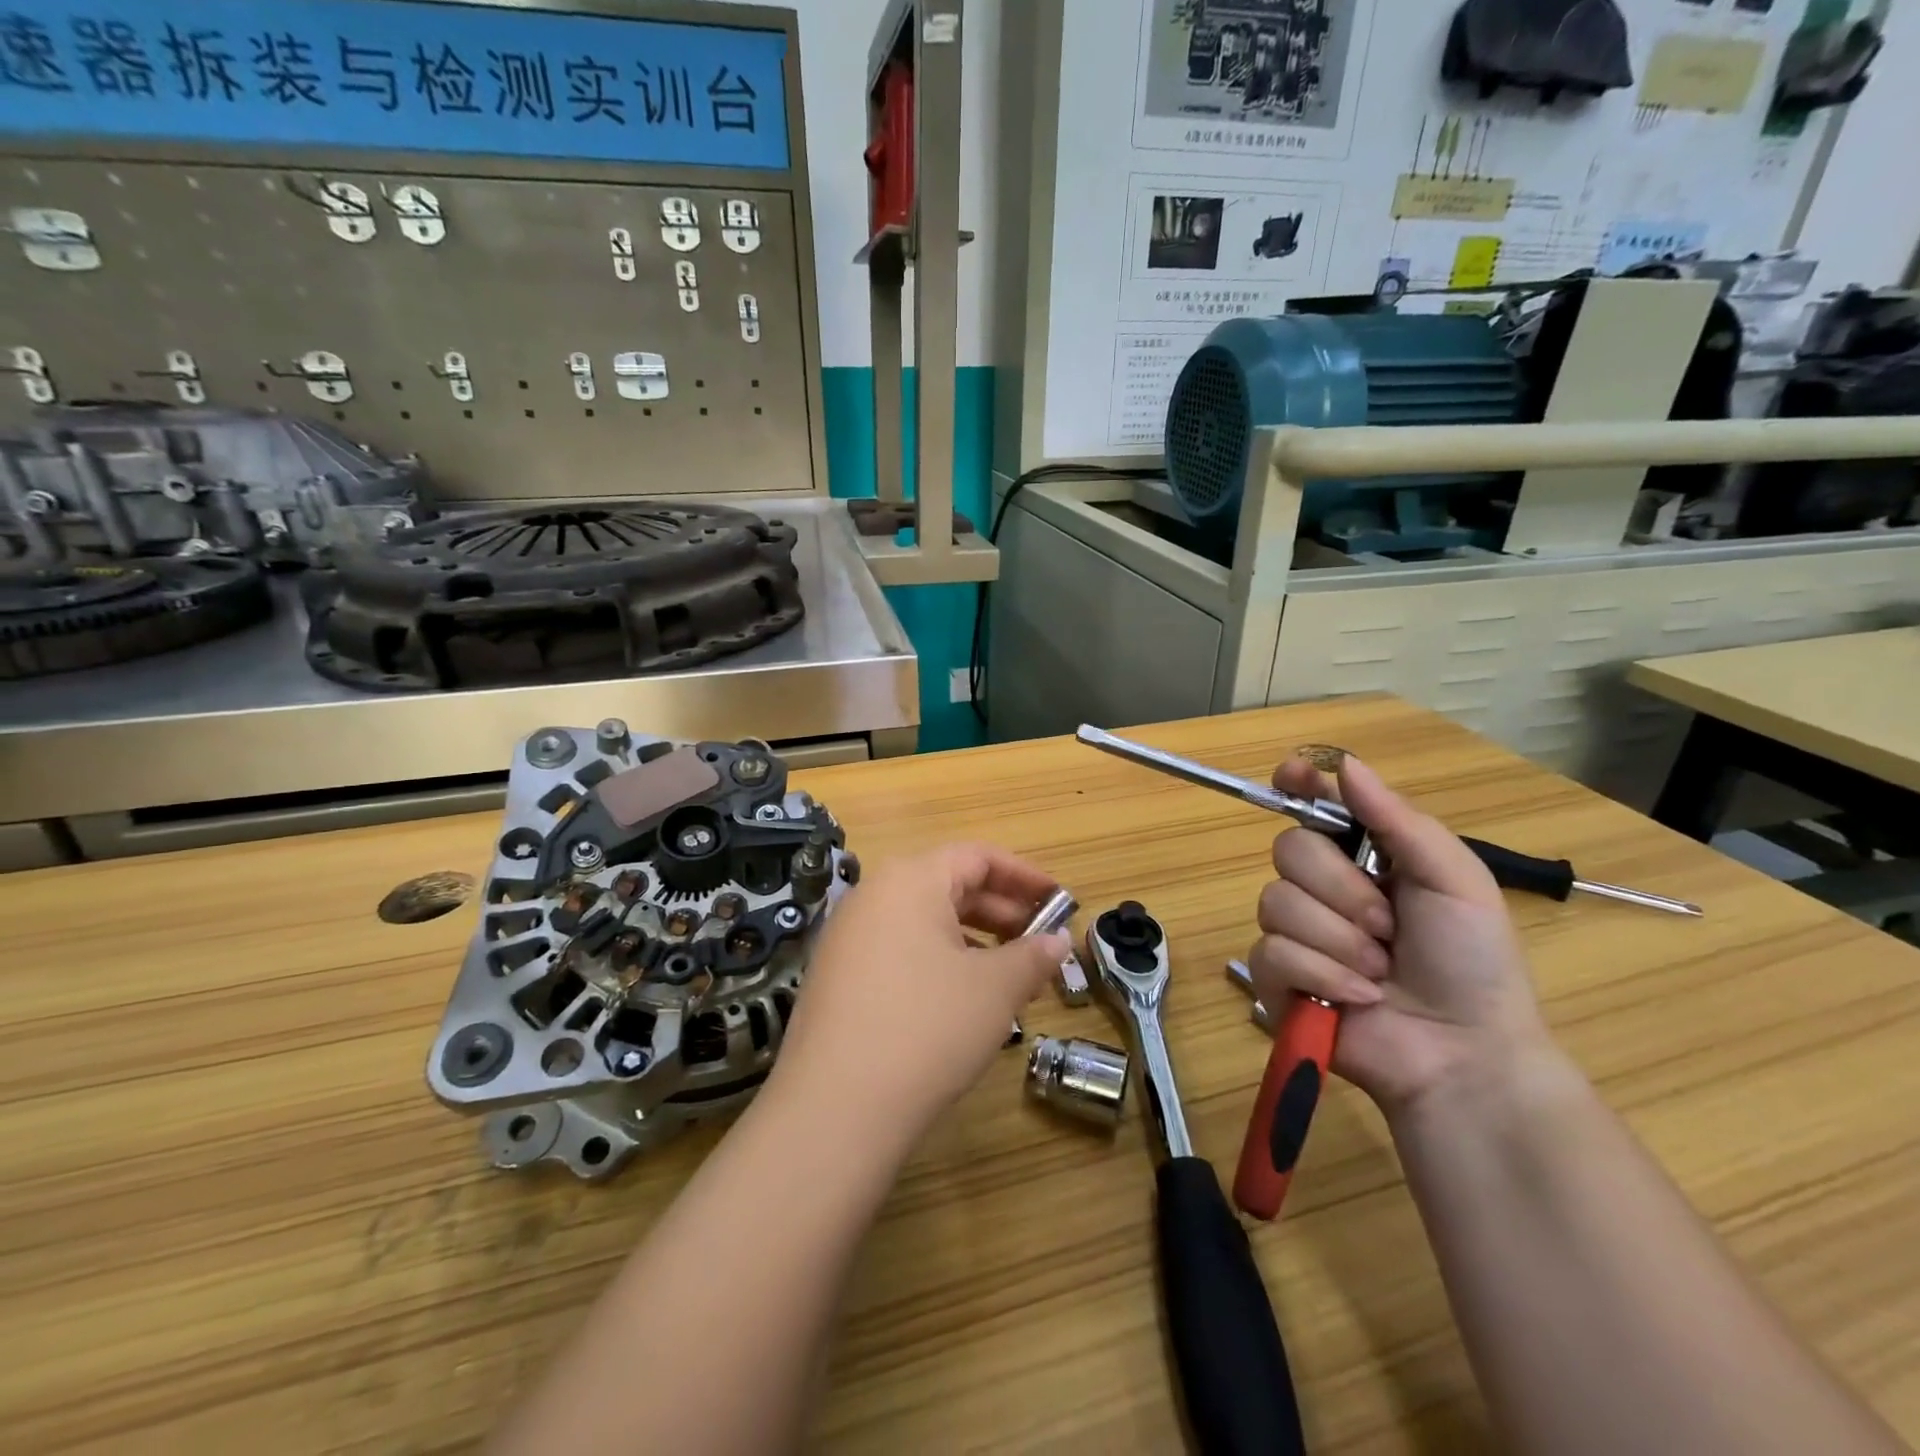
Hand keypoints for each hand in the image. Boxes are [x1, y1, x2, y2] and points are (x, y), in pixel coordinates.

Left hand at [769, 843, 1069, 1146]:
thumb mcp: (994, 990)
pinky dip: (937, 961)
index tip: (1058, 901)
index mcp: (910, 880)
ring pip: (923, 922)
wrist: (834, 1108)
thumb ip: (1033, 956)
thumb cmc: (928, 1028)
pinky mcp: (835, 976)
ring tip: (1007, 975)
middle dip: (1000, 911)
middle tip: (1039, 942)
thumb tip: (1058, 941)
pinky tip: (960, 1000)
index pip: (976, 856)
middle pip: (948, 885)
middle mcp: (872, 895)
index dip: (1024, 875)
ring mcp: (847, 937)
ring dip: (972, 940)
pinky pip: (898, 950)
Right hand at [1246, 756, 1551, 1112]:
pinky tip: (1355, 997)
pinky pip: (1272, 952)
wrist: (1464, 1054)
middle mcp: (1321, 886)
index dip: (1298, 784)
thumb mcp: (1455, 882)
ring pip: (1277, 902)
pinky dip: (1320, 975)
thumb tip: (1346, 763)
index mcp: (1363, 856)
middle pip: (1289, 849)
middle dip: (1341, 890)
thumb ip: (1399, 820)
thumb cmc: (1472, 962)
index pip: (1314, 804)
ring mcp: (1293, 932)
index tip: (1292, 775)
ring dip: (1338, 941)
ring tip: (1378, 972)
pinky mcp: (1274, 977)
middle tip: (1387, 926)